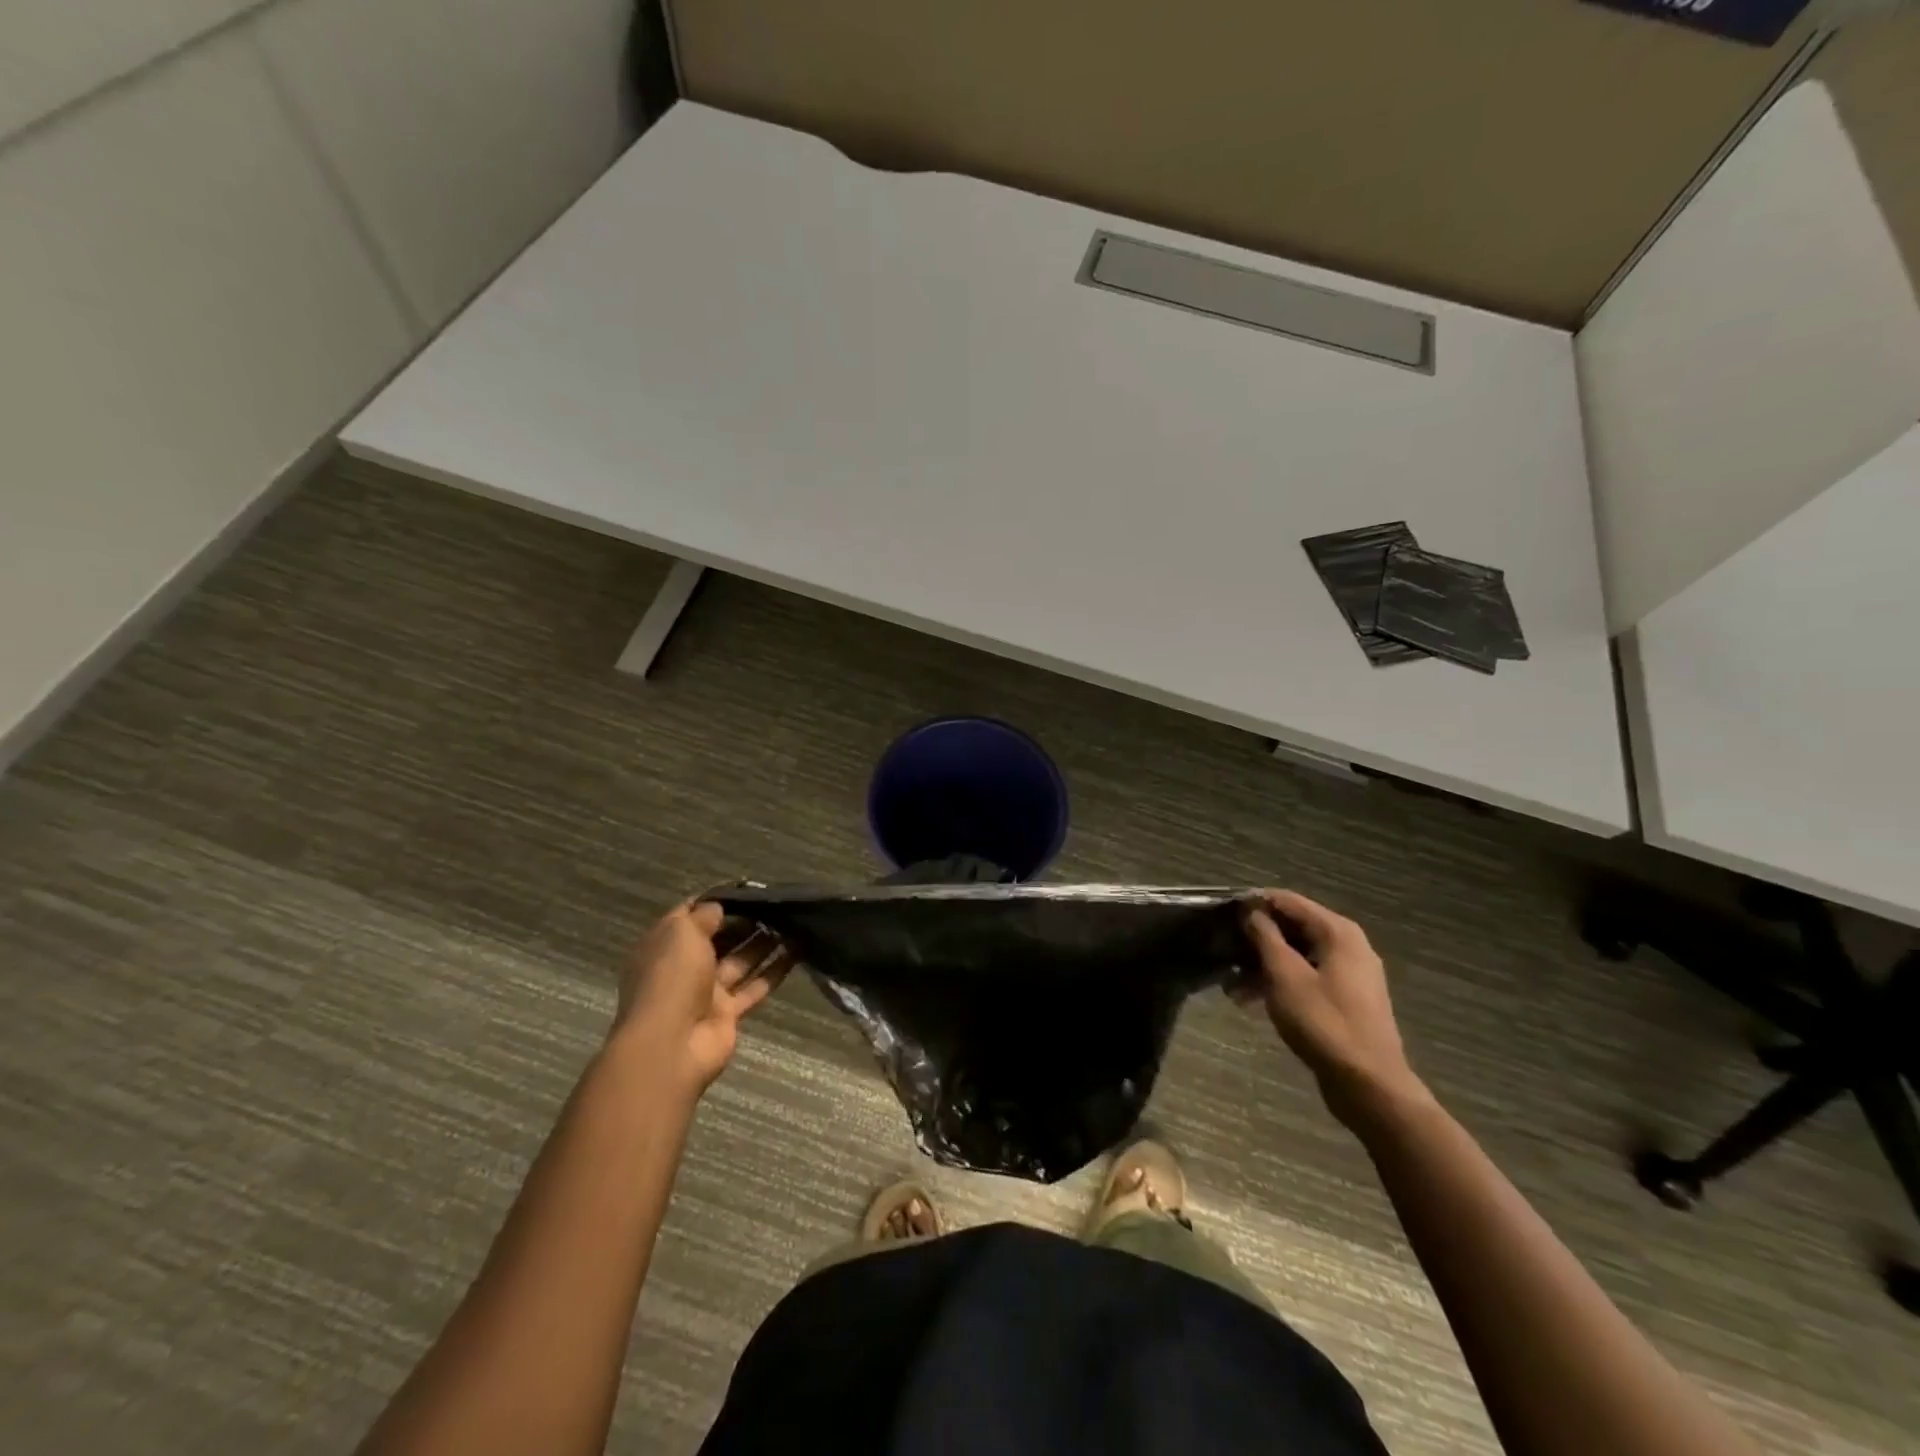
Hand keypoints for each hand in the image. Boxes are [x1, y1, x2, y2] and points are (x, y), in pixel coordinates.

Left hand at [609, 901, 789, 1095]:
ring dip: (764, 942)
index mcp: (664, 944)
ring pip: (740, 961)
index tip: (747, 889)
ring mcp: (706, 992)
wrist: (670, 1046)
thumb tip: (720, 907)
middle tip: (776, 905)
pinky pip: (755, 986)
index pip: (690, 915)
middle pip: (719, 938)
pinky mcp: (728, 1013)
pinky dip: (775, 970)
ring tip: (792, 922)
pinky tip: (798, 951)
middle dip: (744, 921)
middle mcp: (684, 966)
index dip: (716, 901)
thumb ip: (704, 915)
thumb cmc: (671, 978)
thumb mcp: (683, 933)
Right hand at [1238, 890, 1426, 1127]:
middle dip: (1256, 939)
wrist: (1369, 1085)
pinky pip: (1306, 978)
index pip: (1288, 900)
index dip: (1254, 904)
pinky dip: (1280, 983)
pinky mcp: (1345, 1000)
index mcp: (1337, 932)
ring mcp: (1349, 974)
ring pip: (1297, 956)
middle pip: (1293, 928)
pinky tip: (1250, 1001)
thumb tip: (1252, 910)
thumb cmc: (1324, 1022)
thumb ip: (1266, 937)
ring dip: (1263, 965)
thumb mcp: (1285, 976)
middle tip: (1223, 950)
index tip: (1222, 914)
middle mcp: (1348, 945)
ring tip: (1231, 985)